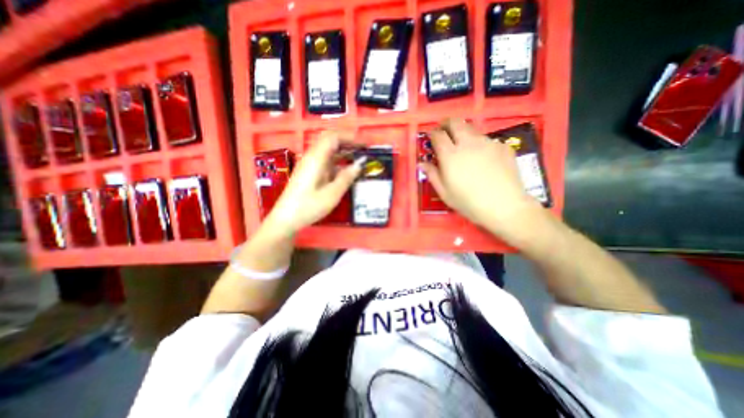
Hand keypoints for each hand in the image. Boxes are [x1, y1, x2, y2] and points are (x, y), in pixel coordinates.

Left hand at [264, 130, 363, 233]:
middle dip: (348, 143)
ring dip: (343, 152)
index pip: (333, 137)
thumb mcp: (332, 194)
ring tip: (358, 160)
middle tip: (362, 151)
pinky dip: (337, 162)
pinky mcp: (308, 172)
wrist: (286, 218)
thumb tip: (359, 164)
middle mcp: (311, 157)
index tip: (364, 146)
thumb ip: (346, 177)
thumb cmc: (309, 206)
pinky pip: (325, 161)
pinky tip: (345, 172)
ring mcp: (309, 164)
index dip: (350, 138)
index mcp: (316, 158)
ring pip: (328, 151)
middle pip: (330, 141)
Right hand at [417, 119, 543, 239]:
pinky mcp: (502, 146)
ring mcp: (487, 143)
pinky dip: (480, 144)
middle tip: (444, 132)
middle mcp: (468, 143)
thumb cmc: (468, 202)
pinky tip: (483, 159)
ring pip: (472, 129)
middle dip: (446, 124)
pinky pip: (487, 140)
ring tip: (464, 148)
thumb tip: (422, 163)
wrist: (504, 206)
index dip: (432, 133)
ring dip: (463, 133)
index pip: (438, 135)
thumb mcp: (444, 192)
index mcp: (450, 155)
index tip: (431, 138)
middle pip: (455, 122)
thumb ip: (432, 174)